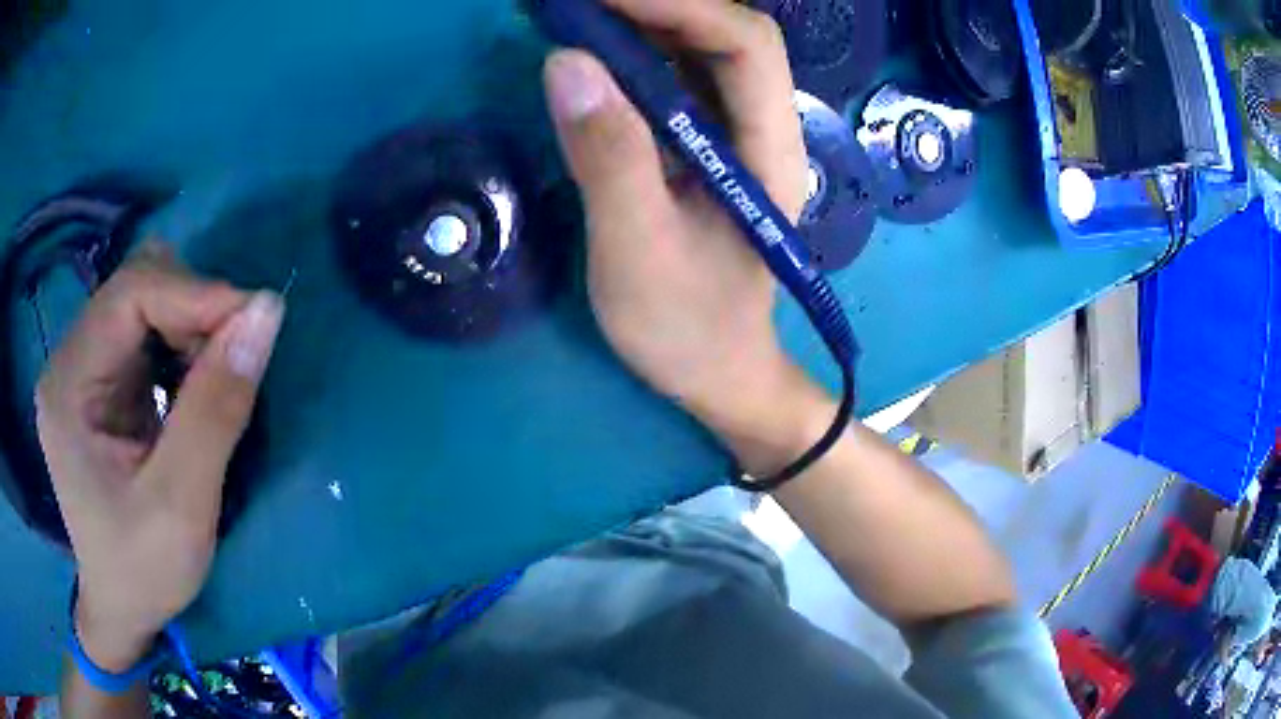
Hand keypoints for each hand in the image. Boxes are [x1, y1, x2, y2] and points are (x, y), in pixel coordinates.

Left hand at [36, 247, 283, 670]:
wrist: (122, 608)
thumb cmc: (144, 571)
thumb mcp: (183, 505)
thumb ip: (217, 409)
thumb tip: (267, 312)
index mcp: (69, 384)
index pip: (130, 293)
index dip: (195, 293)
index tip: (257, 322)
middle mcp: (69, 360)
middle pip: (136, 287)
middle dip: (193, 309)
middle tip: (236, 358)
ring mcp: (82, 368)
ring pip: (144, 300)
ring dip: (190, 326)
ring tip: (215, 379)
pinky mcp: (100, 382)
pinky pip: (146, 332)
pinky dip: (181, 345)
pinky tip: (195, 386)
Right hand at [542, 0, 821, 471]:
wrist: (717, 373)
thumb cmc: (688, 328)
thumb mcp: (637, 253)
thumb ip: (608, 158)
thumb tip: (566, 62)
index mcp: (768, 152)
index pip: (745, 45)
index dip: (680, 4)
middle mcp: (762, 129)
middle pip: (728, 36)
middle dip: (658, 5)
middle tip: (577, 5)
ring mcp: (733, 136)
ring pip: (700, 51)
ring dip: (642, 22)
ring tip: (575, 16)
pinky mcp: (703, 147)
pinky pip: (676, 80)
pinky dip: (633, 53)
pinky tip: (592, 52)